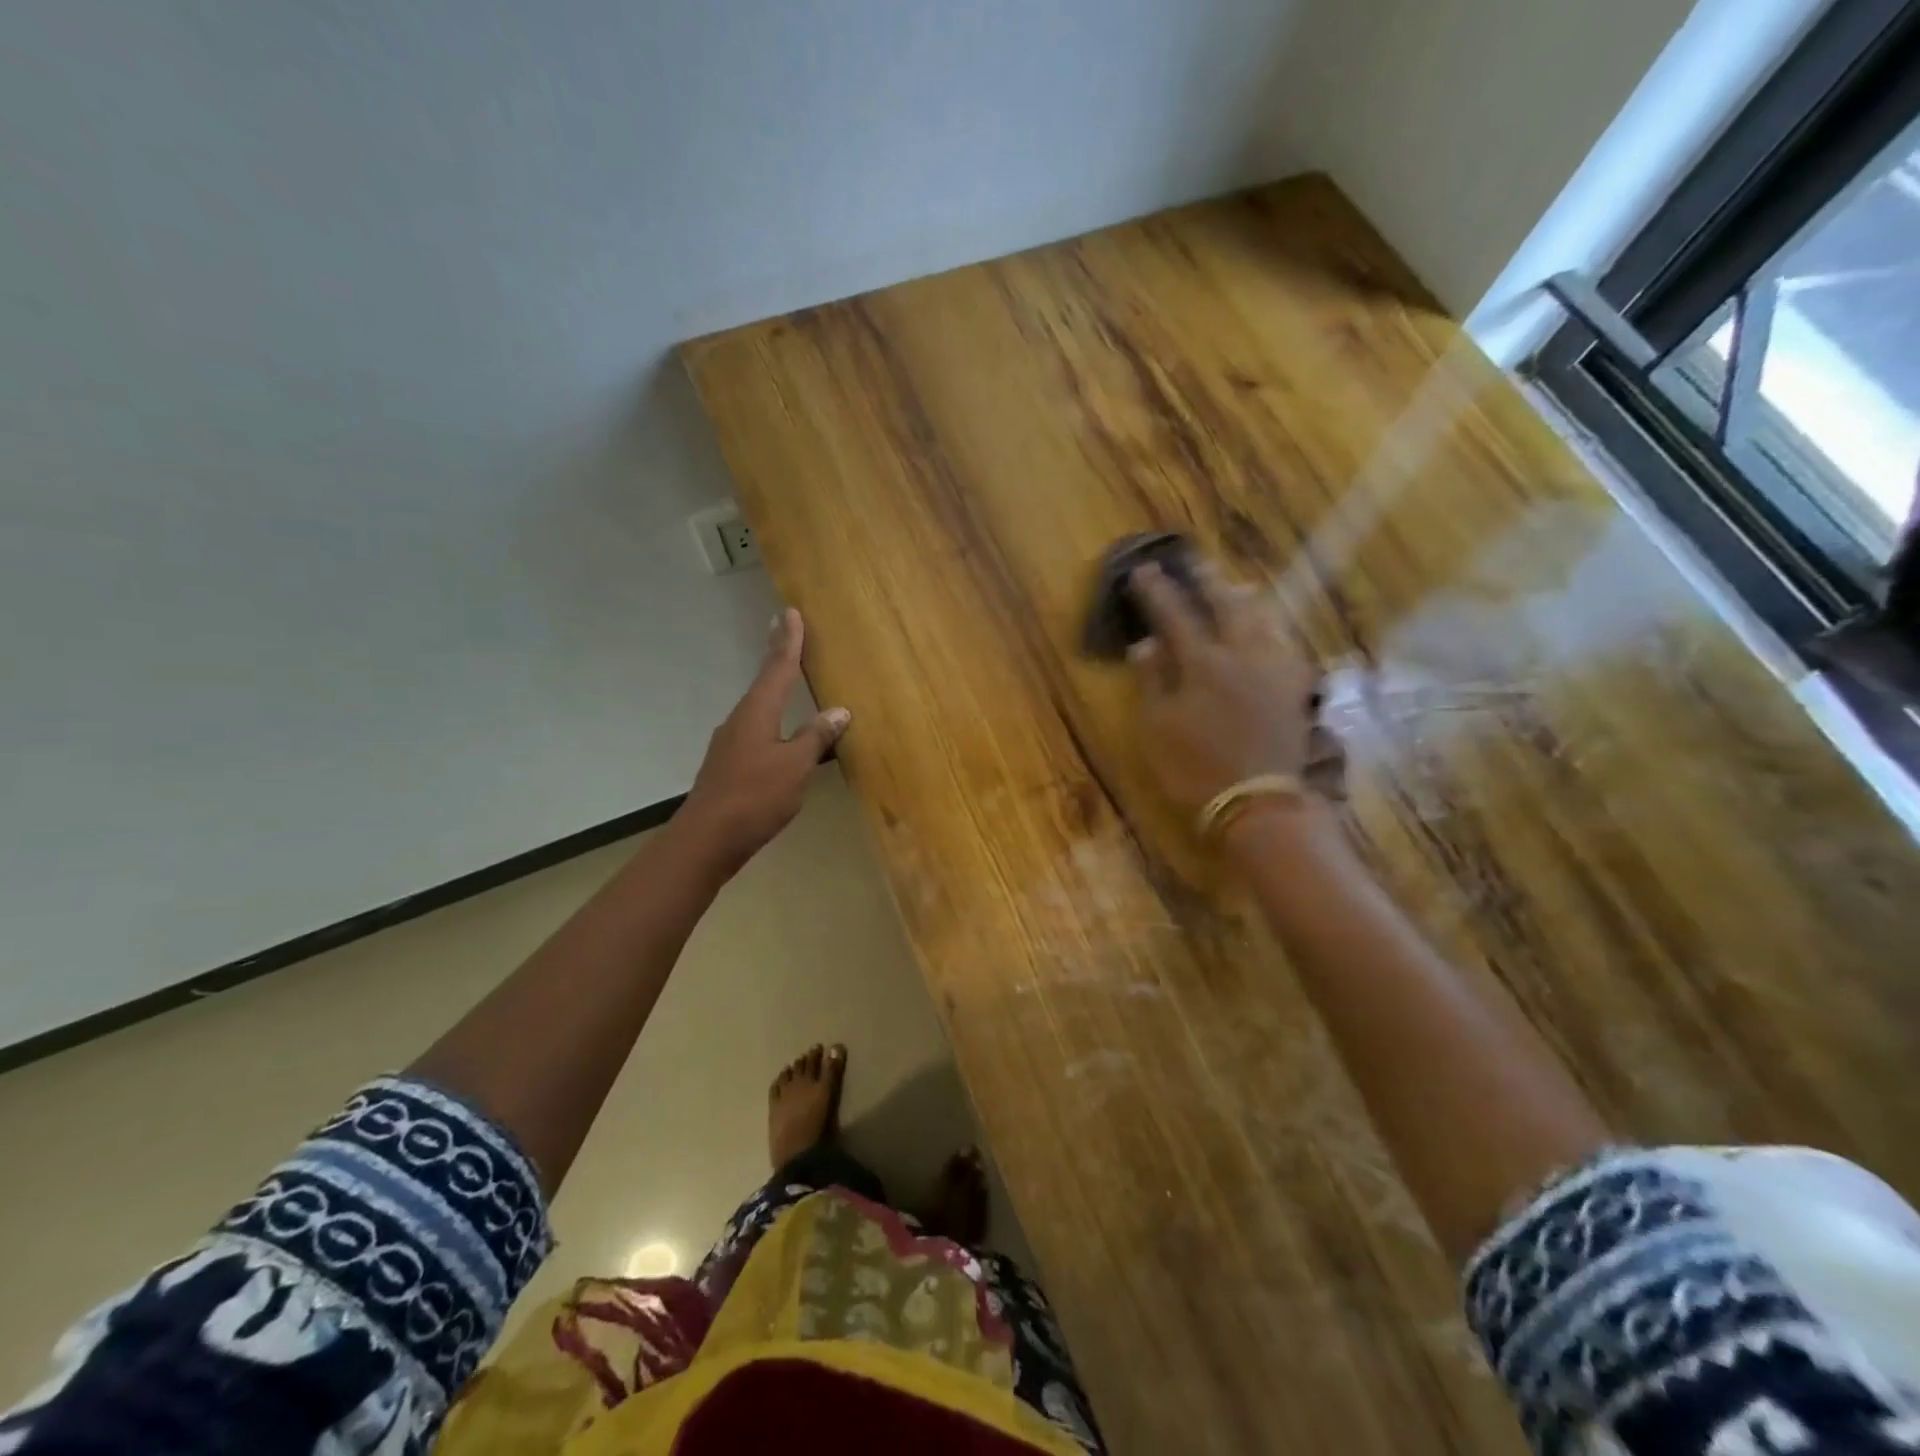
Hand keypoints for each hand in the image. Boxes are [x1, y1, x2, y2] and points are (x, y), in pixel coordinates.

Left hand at [682, 608, 850, 873]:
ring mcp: (730, 744)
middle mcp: (740, 720)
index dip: (788, 642)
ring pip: (757, 707)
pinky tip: (776, 732)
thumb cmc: (755, 797)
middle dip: (775, 656)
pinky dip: (770, 719)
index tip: (790, 613)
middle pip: (763, 682)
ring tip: (784, 677)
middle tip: (781, 628)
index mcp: (757, 713)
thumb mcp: (795, 766)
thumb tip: (838, 711)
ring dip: (771, 688)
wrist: (707, 839)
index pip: (777, 668)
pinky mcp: (728, 766)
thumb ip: (816, 737)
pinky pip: (755, 731)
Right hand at [1128, 559, 1340, 822]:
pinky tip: (1271, 630)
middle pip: (1226, 606)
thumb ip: (1152, 681)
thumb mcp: (1158, 728)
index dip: (1157, 592)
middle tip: (1194, 562)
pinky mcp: (1296, 690)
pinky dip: (1273, 629)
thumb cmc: (1196, 768)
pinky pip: (1285, 645)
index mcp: (1203, 664)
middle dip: (1206, 581)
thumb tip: (1145, 643)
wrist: (1259, 804)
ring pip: (1262, 621)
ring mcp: (1275, 671)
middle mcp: (1243, 656)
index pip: (1175, 615)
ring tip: (1237, 585)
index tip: (1144, 571)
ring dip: (1244, 599)